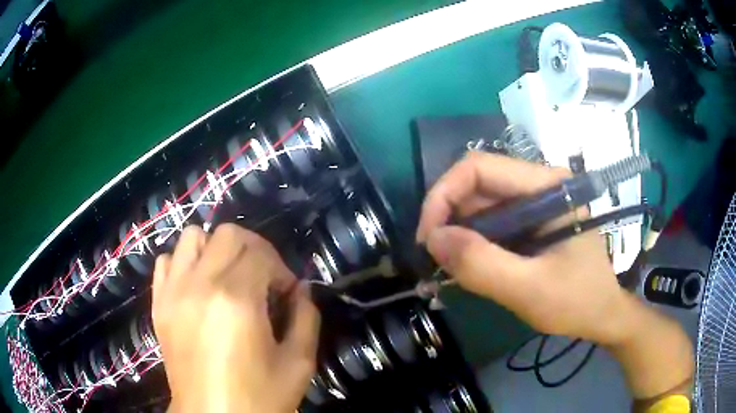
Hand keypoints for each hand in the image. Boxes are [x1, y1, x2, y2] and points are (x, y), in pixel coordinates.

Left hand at [152, 224, 319, 412]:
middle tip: (264, 279)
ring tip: (228, 276)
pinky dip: (184, 262)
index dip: (282, 269)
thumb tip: (302, 289)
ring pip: (192, 237)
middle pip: (227, 234)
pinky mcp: (158, 303)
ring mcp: (173, 292)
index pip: (262, 253)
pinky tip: (197, 285)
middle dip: (254, 250)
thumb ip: (306, 317)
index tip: (288, 293)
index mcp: (236, 300)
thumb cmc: (259, 397)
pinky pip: (167, 261)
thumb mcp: (298, 363)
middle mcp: (199, 285)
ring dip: (216, 249)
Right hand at [416, 152, 630, 345]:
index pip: (479, 168)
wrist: (601, 314)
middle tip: (434, 259)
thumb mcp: (531, 290)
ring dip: (457, 233)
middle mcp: (538, 184)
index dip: (444, 196)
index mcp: (547, 185)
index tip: (428, 239)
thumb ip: (483, 265)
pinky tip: (467, 266)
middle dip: (447, 218)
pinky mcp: (528, 222)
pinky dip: (470, 243)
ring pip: (479, 205)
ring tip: (448, 268)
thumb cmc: (578, 300)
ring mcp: (533, 203)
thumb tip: (433, 240)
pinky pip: (489, 223)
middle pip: (476, 185)